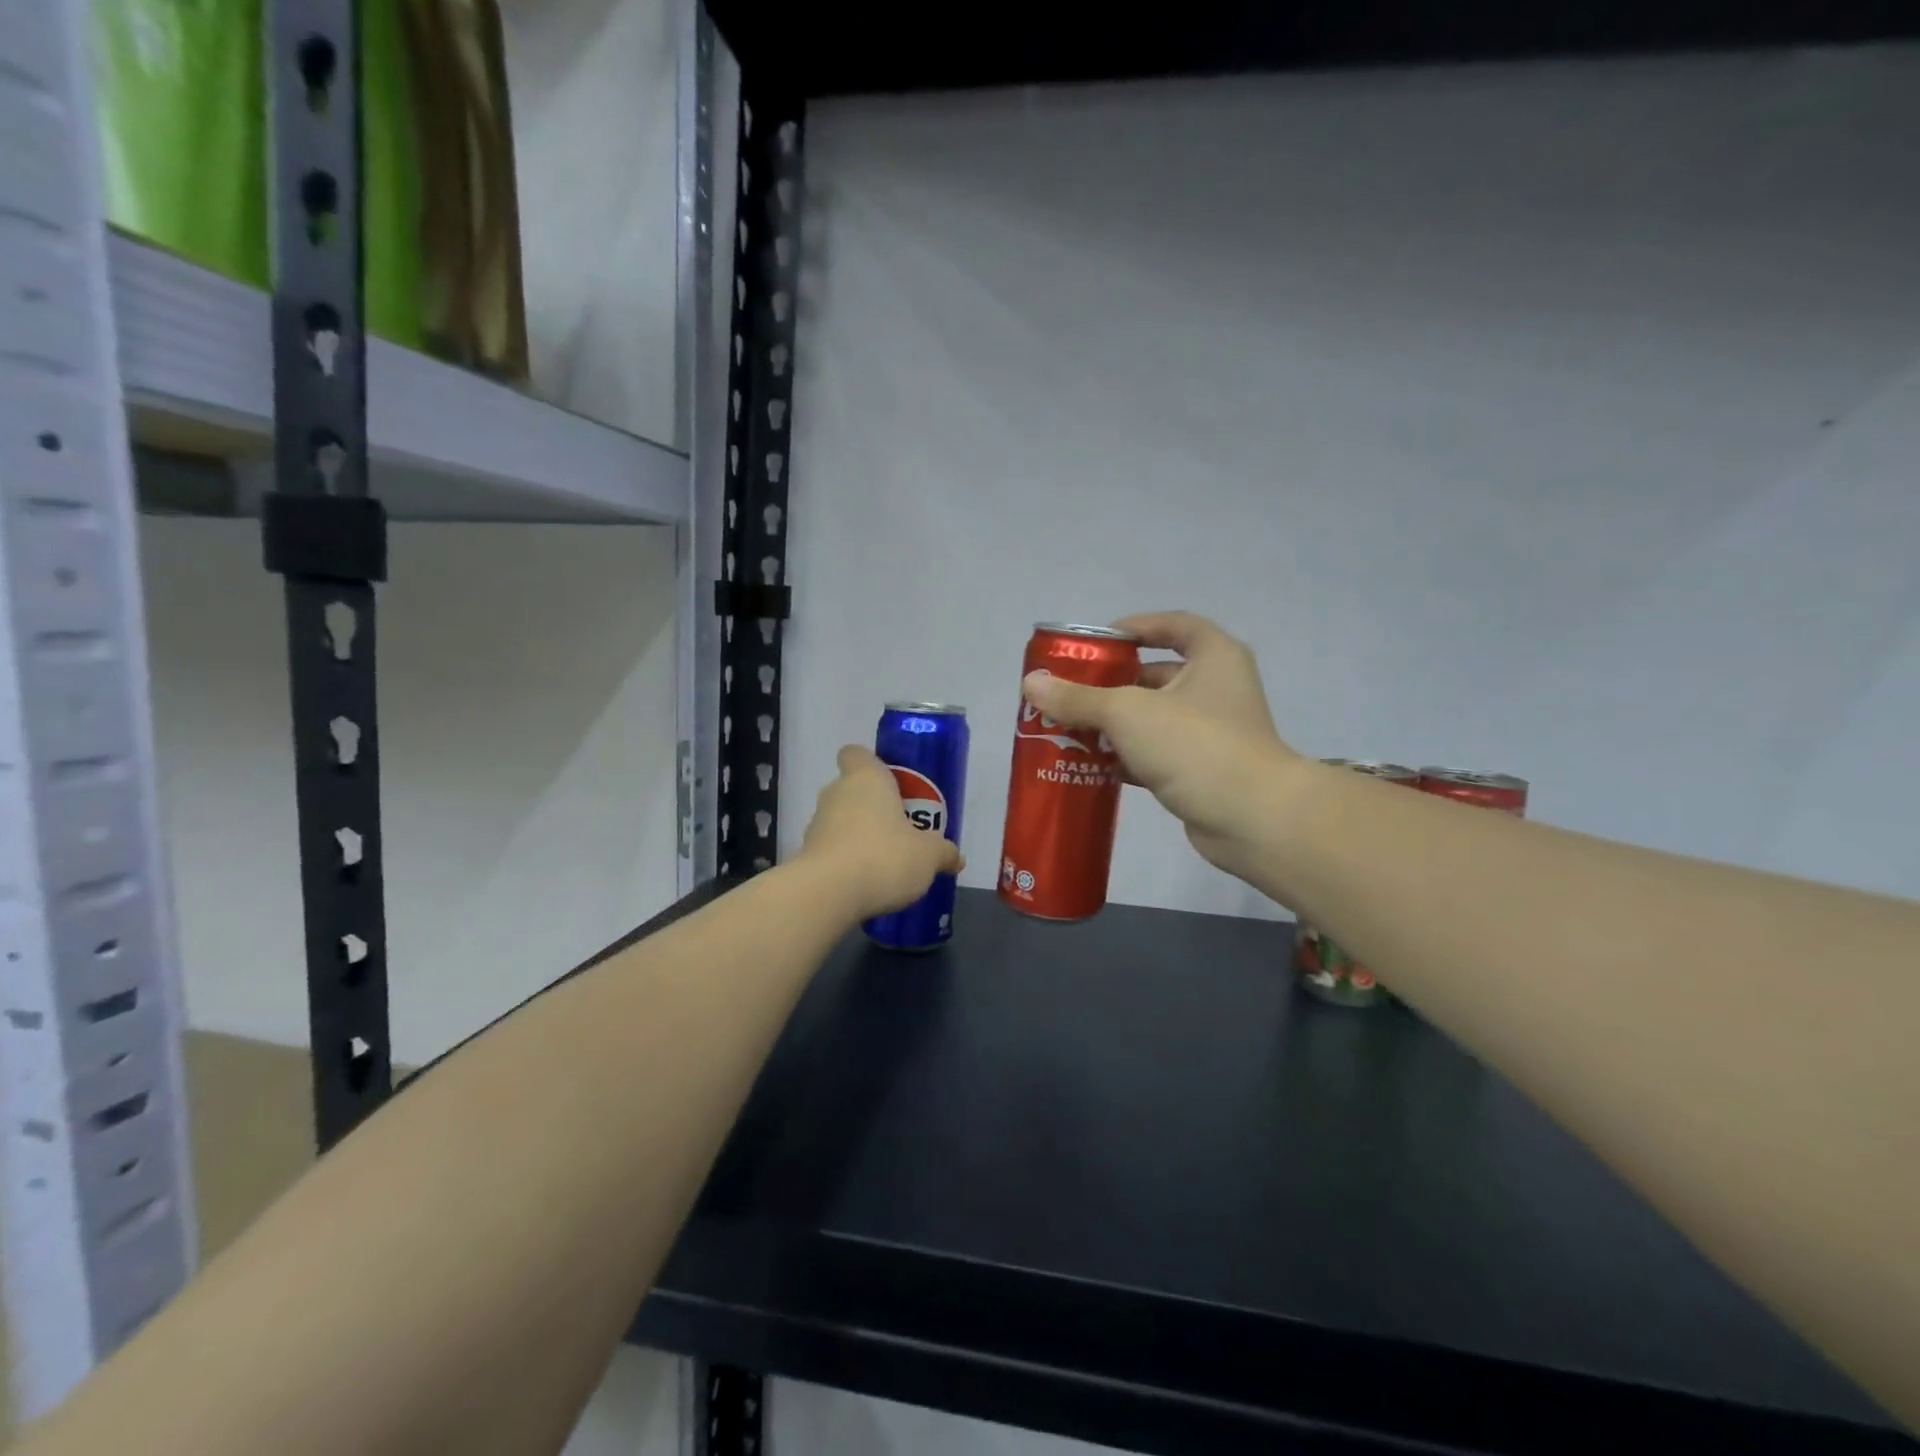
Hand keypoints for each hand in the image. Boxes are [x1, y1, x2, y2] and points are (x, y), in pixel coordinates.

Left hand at [797, 745, 964, 920]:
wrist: (827, 894)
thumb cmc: (884, 857)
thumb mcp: (928, 856)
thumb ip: (943, 852)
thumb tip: (956, 857)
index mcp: (866, 779)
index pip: (856, 754)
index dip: (870, 764)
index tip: (890, 783)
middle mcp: (836, 793)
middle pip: (851, 789)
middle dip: (872, 806)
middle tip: (899, 829)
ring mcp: (816, 824)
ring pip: (839, 820)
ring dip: (857, 835)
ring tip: (884, 862)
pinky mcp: (806, 855)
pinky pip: (830, 850)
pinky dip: (844, 861)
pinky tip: (865, 883)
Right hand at [1021, 611, 1300, 877]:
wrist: (1250, 819)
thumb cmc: (1194, 745)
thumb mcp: (1128, 713)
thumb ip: (1078, 697)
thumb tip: (1030, 683)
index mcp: (1213, 657)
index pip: (1173, 625)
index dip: (1134, 627)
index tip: (1096, 643)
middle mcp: (1217, 688)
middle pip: (1156, 674)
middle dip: (1111, 684)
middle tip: (1069, 692)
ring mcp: (1212, 732)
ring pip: (1153, 718)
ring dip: (1114, 724)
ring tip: (1069, 728)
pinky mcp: (1203, 770)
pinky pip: (1156, 754)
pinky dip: (1127, 756)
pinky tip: (1091, 764)